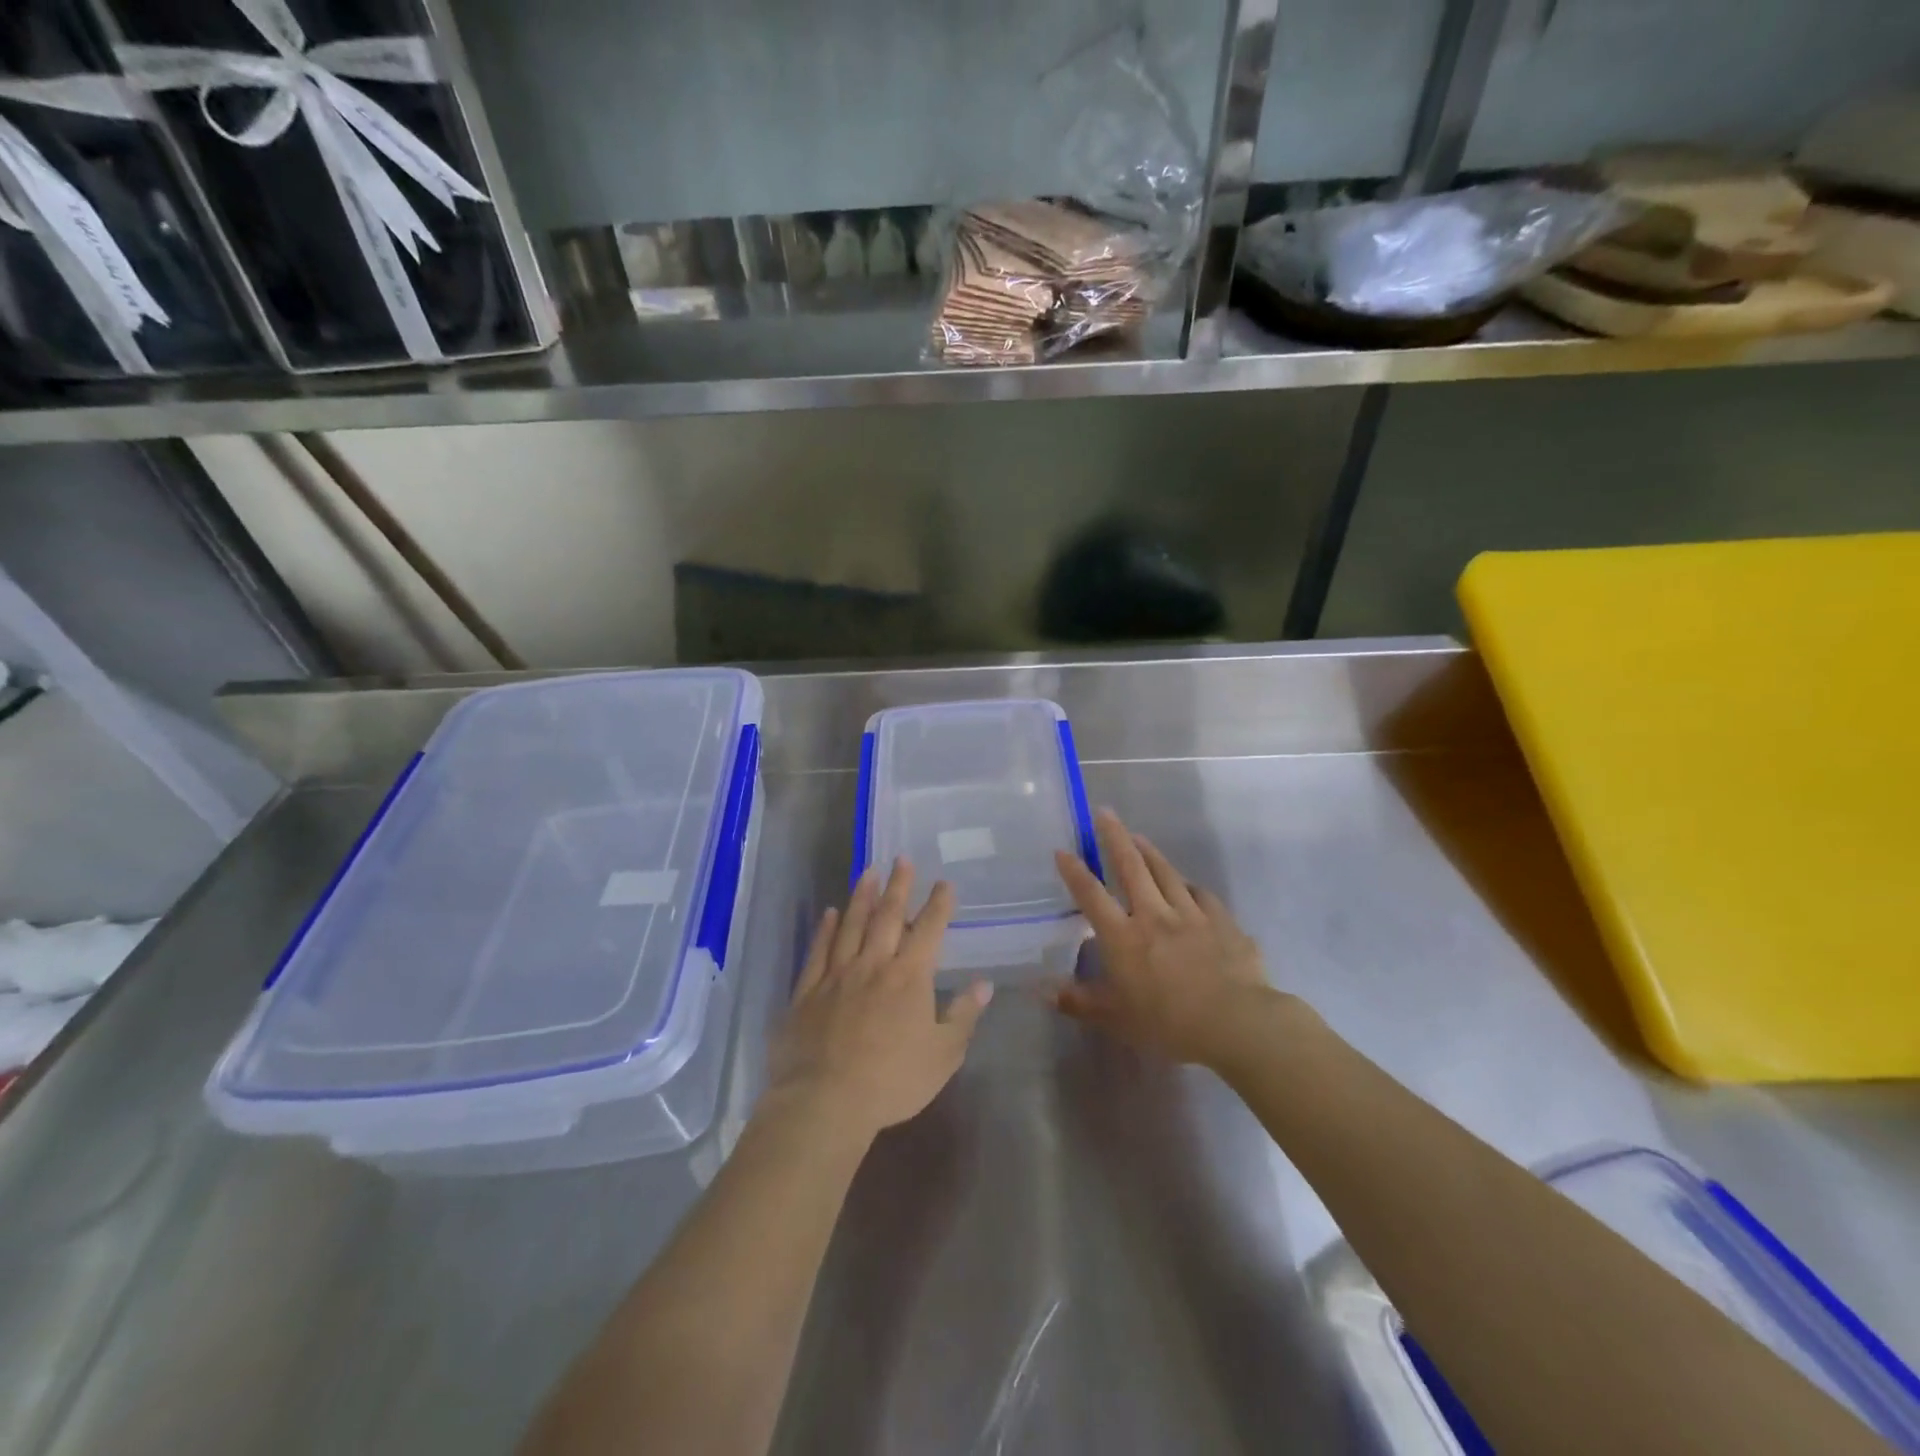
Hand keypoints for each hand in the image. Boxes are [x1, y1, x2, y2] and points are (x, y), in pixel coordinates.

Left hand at [766, 860, 992, 1138]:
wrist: (825, 1101)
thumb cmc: (892, 1081)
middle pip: (888, 916)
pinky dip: (825, 928)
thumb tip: (984, 984)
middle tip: (902, 858)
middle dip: (899, 886)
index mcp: (909, 977)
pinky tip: (830, 912)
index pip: (928, 930)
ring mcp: (837, 974)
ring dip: (862, 896)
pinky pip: (819, 950)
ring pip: (852, 924)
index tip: (944, 883)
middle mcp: (874, 964)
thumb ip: (964, 1016)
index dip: (938, 905)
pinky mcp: (808, 990)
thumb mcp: (943, 1055)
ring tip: (868, 871)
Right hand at [1051, 809, 1275, 1068]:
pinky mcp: (1222, 922)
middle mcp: (1154, 916)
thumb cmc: (1169, 1024)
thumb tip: (1042, 990)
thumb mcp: (1117, 1019)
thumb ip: (1079, 1002)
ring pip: (1167, 873)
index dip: (1075, 872)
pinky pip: (1203, 896)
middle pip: (1131, 868)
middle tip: (1104, 813)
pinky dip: (1191, 886)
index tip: (1062, 850)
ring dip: (1150, 852)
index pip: (1092, 896)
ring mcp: (1191, 915)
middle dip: (1114, 838)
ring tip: (1138, 836)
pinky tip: (1189, 884)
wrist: (1237, 1023)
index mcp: (1124, 937)